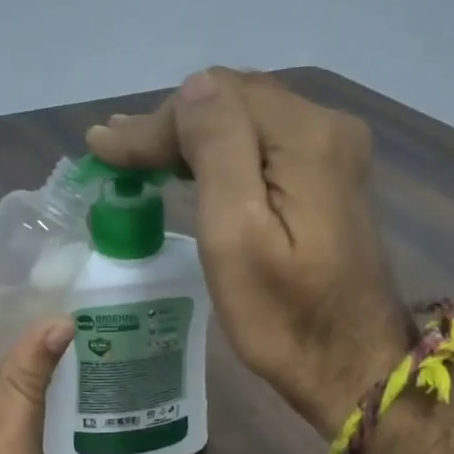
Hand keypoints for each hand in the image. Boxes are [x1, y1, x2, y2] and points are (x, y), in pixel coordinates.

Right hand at [87, 69, 408, 434]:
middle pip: (233, 101)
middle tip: (113, 151)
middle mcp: (328, 127)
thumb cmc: (283, 316)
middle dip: (170, 124)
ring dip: (192, 136)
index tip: (103, 150)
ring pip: (246, 121)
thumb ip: (217, 150)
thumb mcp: (236, 236)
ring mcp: (333, 153)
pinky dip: (221, 152)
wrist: (350, 366)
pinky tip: (189, 164)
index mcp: (306, 137)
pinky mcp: (329, 179)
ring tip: (136, 152)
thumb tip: (193, 87)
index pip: (216, 98)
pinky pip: (264, 145)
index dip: (156, 123)